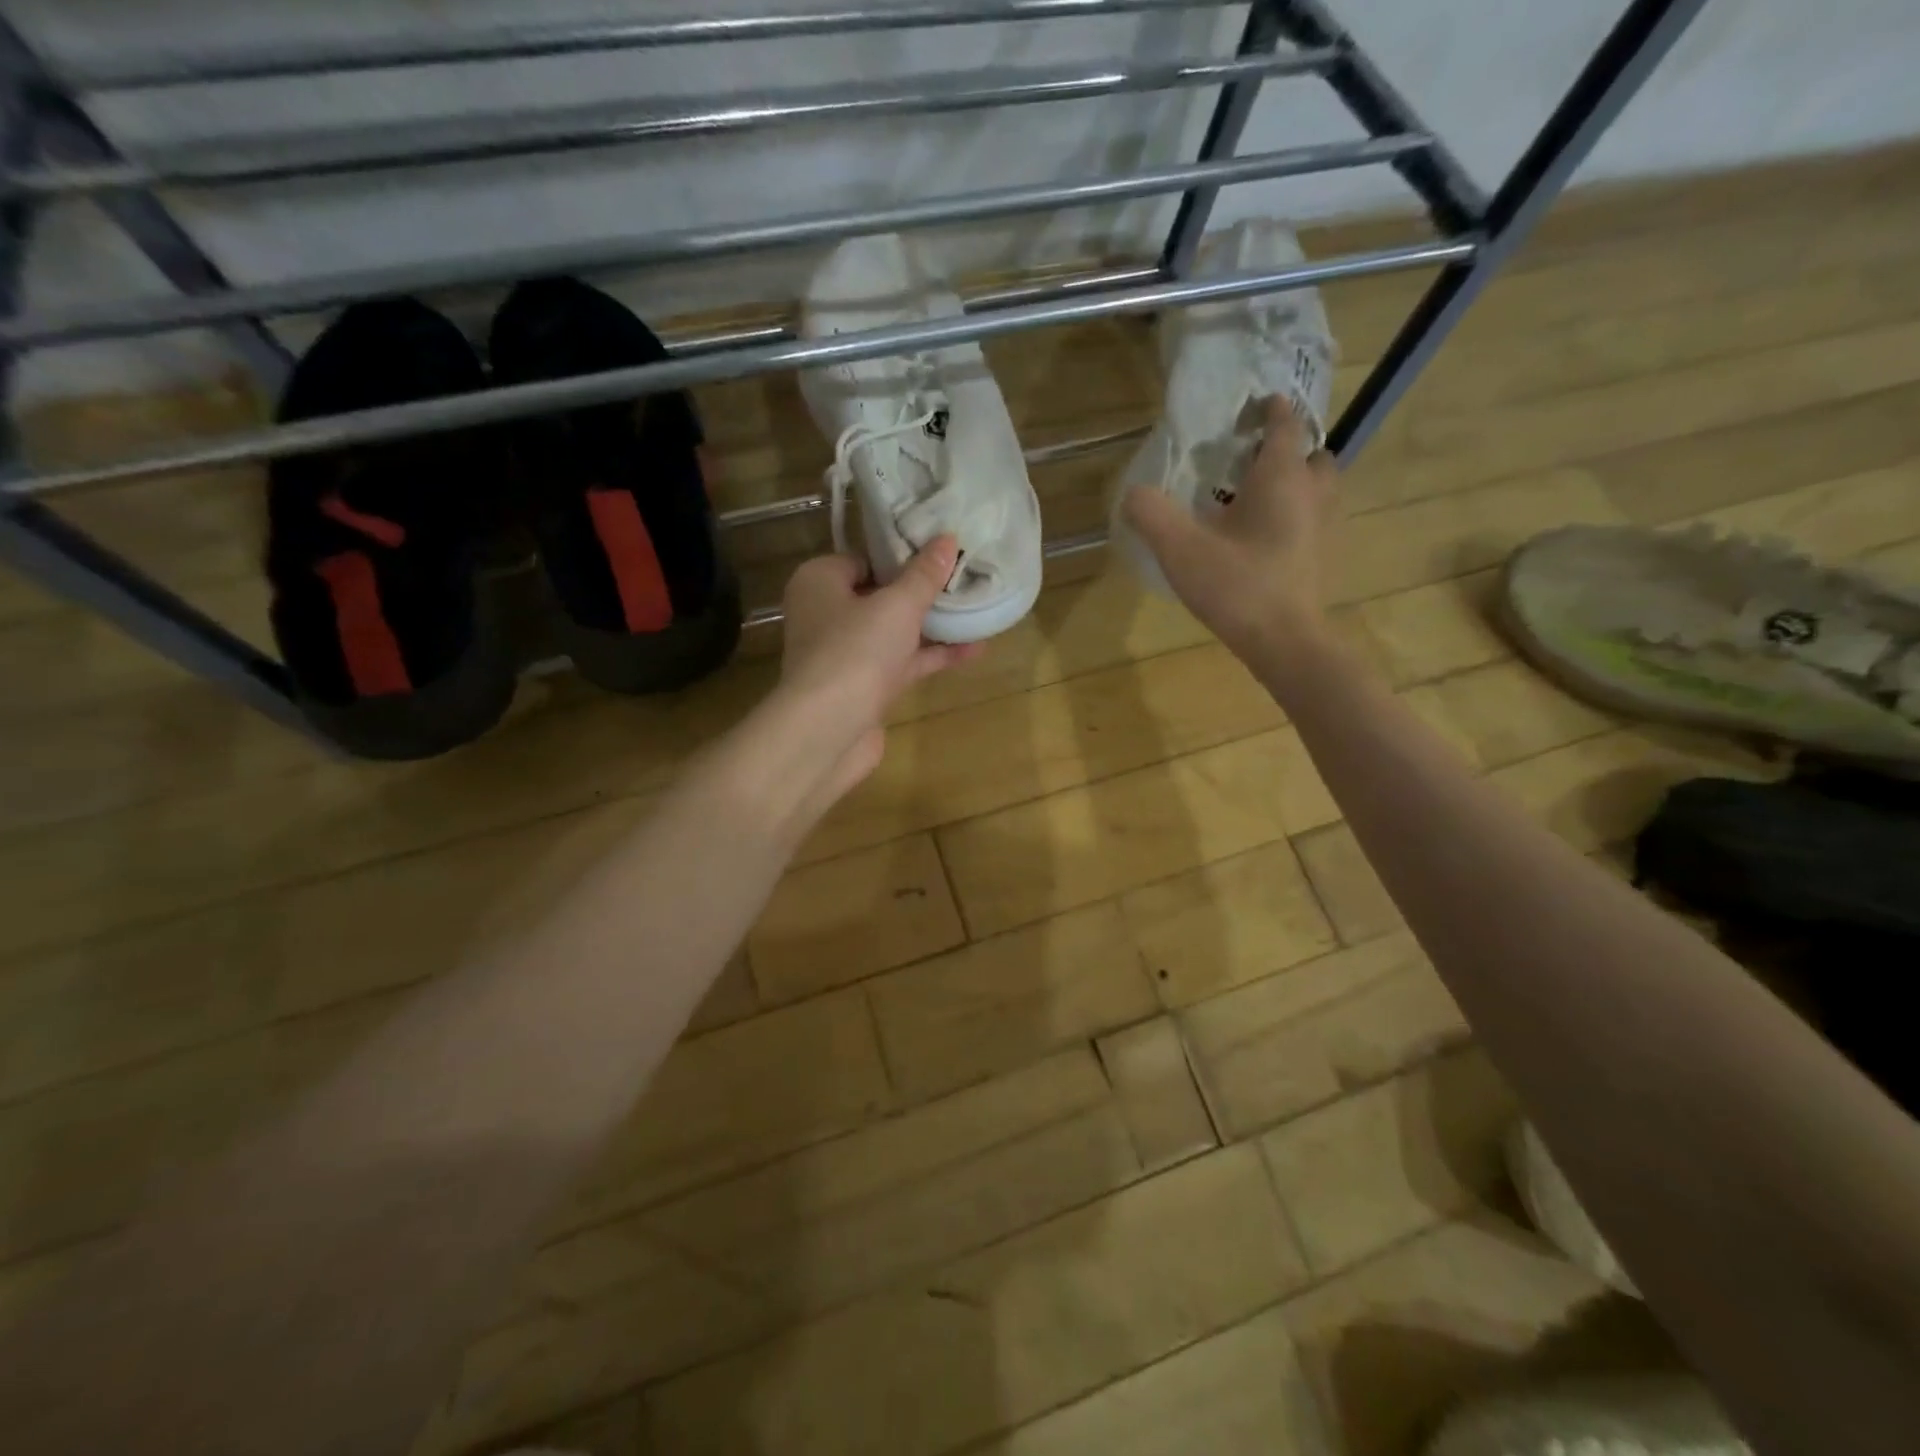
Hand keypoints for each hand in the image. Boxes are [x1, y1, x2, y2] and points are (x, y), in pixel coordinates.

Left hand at [776, 537, 981, 803]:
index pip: (862, 558)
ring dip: (932, 625)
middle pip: (880, 595)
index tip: (940, 552)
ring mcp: (845, 655)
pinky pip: (902, 662)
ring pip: (894, 632)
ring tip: (977, 609)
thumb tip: (947, 538)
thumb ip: (924, 575)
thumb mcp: (897, 605)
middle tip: (964, 577)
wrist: (828, 730)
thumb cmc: (855, 650)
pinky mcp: (864, 688)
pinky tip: (973, 649)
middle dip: (921, 591)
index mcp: (819, 582)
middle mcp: (826, 615)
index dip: (901, 554)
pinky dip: (931, 656)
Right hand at [1123, 396, 1336, 664]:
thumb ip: (1151, 514)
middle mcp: (1313, 493)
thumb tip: (1133, 493)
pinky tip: (1262, 540)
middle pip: (1310, 454)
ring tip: (1254, 500)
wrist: (1284, 642)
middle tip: (1249, 462)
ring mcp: (1325, 527)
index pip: (1285, 424)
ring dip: (1293, 484)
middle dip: (1286, 450)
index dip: (1269, 409)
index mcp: (1282, 477)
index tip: (1249, 409)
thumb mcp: (1179, 549)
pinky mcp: (1323, 557)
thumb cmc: (1237, 586)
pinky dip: (1294, 516)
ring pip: (1317, 488)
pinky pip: (1313, 520)